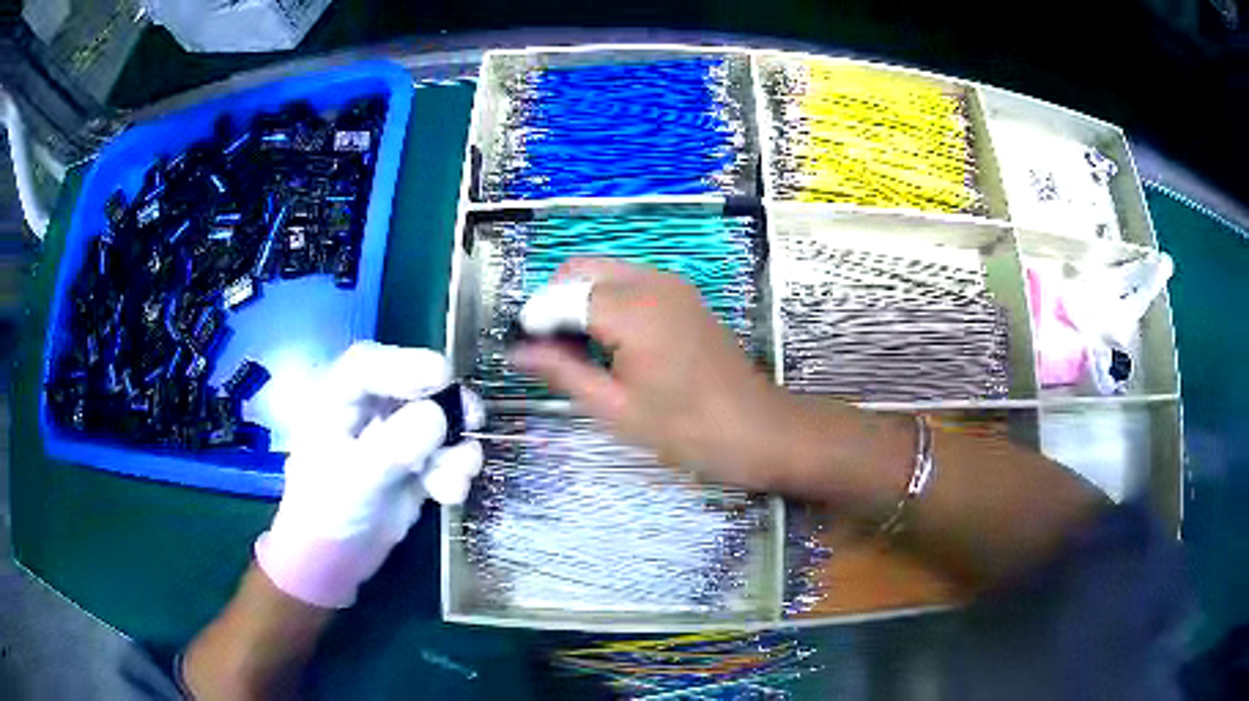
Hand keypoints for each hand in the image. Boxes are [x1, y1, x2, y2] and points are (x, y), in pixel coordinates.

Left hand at [256, 342, 483, 608]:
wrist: (334, 561)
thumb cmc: (326, 514)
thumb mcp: (354, 481)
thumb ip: (392, 448)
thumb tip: (438, 417)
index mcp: (335, 401)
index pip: (367, 366)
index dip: (404, 363)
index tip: (442, 376)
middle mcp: (366, 410)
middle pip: (412, 387)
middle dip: (445, 404)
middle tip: (473, 418)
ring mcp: (393, 436)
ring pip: (437, 422)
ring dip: (455, 447)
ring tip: (457, 478)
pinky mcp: (415, 464)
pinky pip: (445, 455)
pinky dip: (454, 471)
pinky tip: (449, 495)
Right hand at [510, 259, 797, 492]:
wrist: (758, 429)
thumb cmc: (687, 429)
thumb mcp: (615, 408)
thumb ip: (562, 372)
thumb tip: (515, 352)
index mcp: (631, 308)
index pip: (560, 296)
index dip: (535, 322)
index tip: (524, 353)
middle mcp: (650, 280)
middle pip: (579, 269)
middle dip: (553, 302)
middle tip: (549, 351)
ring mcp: (671, 283)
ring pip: (603, 271)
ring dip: (578, 299)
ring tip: (575, 350)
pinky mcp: (683, 294)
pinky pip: (629, 281)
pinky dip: (605, 300)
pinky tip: (607, 342)